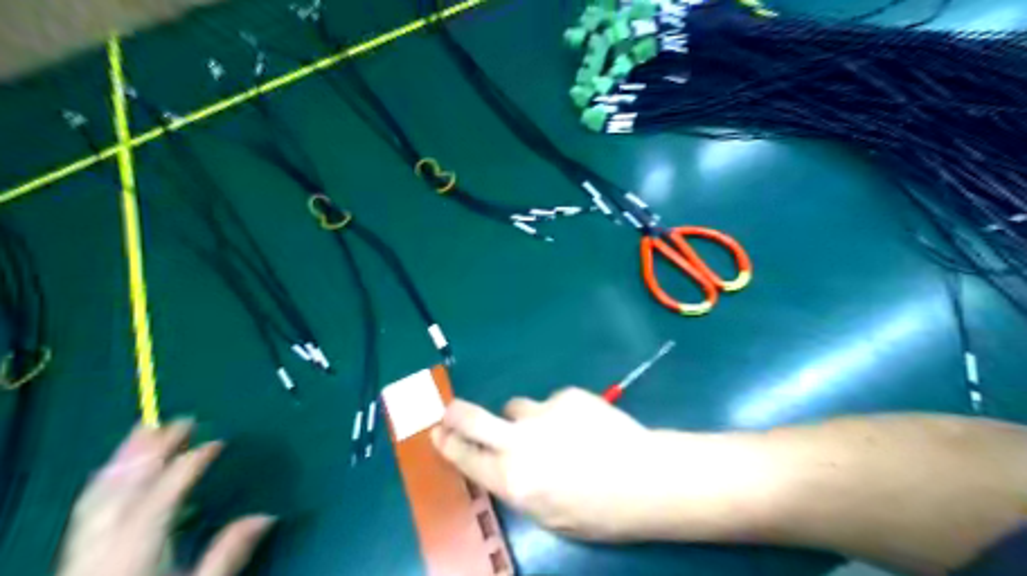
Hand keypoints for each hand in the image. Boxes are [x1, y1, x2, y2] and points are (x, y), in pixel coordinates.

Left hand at [56, 418, 274, 575]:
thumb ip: (228, 552)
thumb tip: (267, 516)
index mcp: (140, 545)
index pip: (167, 491)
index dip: (192, 462)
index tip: (216, 442)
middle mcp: (108, 539)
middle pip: (128, 485)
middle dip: (153, 449)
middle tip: (179, 420)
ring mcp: (86, 545)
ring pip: (103, 492)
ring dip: (126, 458)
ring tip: (145, 431)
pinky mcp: (78, 553)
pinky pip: (88, 506)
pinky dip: (105, 480)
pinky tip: (115, 470)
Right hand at [431, 387, 679, 539]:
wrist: (646, 479)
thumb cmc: (599, 511)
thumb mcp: (547, 514)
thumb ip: (516, 486)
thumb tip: (499, 464)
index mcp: (512, 479)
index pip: (464, 457)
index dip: (447, 444)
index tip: (437, 434)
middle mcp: (519, 441)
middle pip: (471, 417)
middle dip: (454, 414)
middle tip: (450, 411)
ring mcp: (543, 412)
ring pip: (515, 406)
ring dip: (523, 418)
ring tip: (554, 432)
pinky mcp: (567, 395)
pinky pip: (551, 402)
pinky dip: (559, 413)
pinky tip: (584, 427)